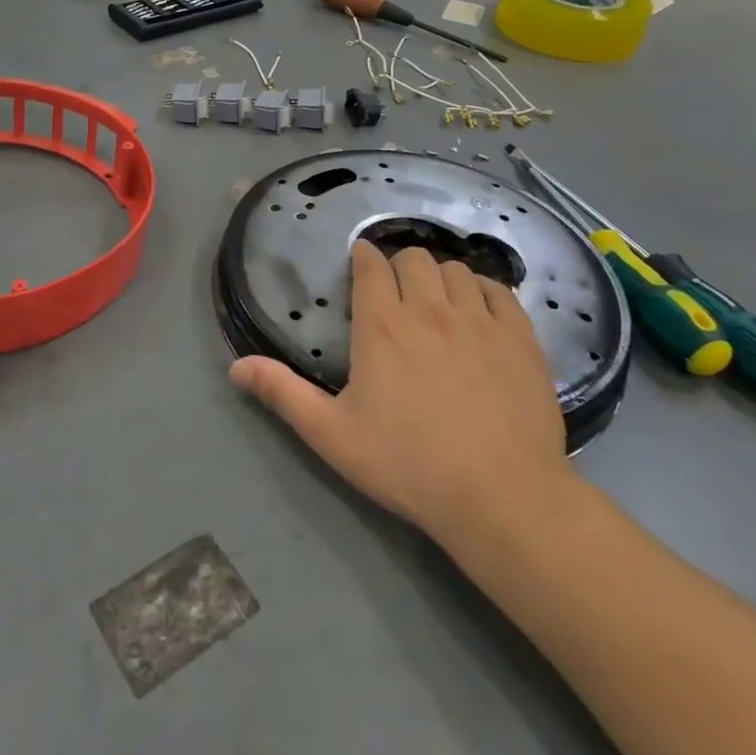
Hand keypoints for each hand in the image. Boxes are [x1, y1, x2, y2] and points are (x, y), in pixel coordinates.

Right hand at [231, 241, 572, 550]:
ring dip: (441, 277)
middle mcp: (430, 309)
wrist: (500, 496)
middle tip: (397, 292)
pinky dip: (484, 290)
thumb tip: (236, 367)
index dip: (363, 258)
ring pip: (457, 270)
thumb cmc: (407, 464)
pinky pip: (500, 291)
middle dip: (400, 266)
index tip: (361, 266)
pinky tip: (479, 310)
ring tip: (437, 301)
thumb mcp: (332, 434)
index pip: (371, 266)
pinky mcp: (520, 338)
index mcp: (382, 326)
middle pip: (415, 259)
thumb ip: (282, 394)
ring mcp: (480, 320)